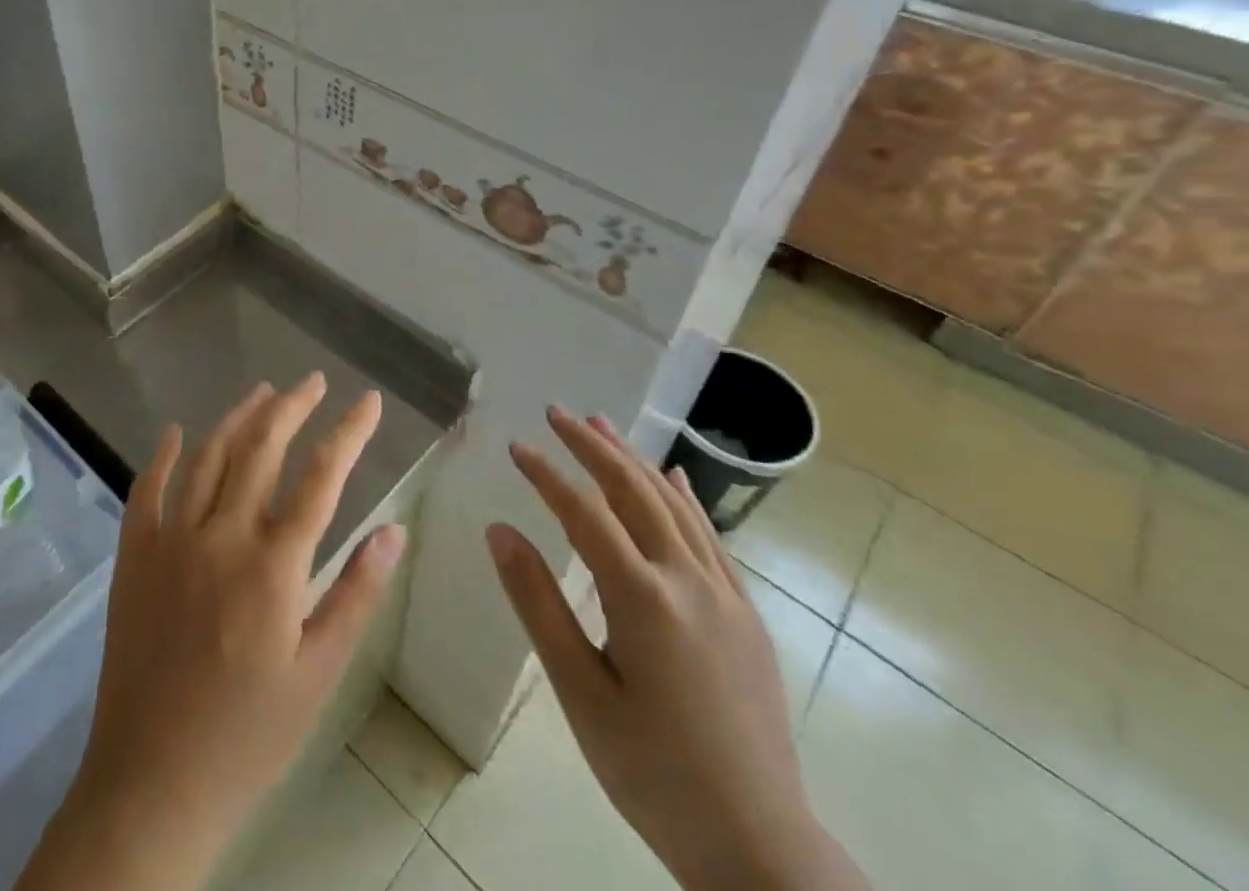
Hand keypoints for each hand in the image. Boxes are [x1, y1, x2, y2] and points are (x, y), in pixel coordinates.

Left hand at [19, 374, 406, 890]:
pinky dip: (163, 455)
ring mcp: (172, 540)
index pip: (322, 476)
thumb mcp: (319, 672)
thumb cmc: (249, 733)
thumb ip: (356, 593)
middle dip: (292, 406)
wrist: (151, 784)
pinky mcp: (134, 556)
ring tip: (263, 391)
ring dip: (238, 417)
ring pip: (209, 456)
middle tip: (312, 381)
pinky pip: (147, 490)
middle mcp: (222, 535)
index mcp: (274, 564)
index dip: (349, 430)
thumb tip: (393, 528)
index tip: (368, 400)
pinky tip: (176, 431)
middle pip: (262, 448)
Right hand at [488, 406, 866, 890]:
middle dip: (592, 445)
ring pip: (673, 504)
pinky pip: (709, 535)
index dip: (547, 474)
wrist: (760, 847)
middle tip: (557, 412)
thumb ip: (539, 604)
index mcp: (644, 599)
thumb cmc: (654, 772)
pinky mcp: (746, 613)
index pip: (584, 513)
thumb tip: (499, 531)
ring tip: (601, 424)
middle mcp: (688, 580)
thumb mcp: (580, 694)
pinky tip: (672, 477)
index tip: (517, 446)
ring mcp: (725, 593)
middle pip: (633, 490)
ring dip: (633, 459)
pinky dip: (683, 497)